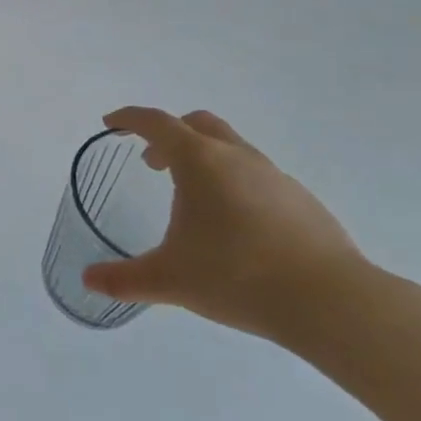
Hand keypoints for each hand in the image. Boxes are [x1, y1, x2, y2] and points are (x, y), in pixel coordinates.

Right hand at [82, 107, 363, 342]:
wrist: (331, 302)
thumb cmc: (237, 276)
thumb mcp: (170, 280)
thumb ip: (125, 278)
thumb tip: (89, 279)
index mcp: (198, 161)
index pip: (155, 123)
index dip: (129, 119)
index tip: (111, 123)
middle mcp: (235, 156)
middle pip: (196, 124)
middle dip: (169, 135)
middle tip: (152, 162)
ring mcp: (274, 175)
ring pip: (231, 147)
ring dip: (204, 158)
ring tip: (194, 198)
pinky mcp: (301, 200)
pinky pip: (257, 175)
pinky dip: (235, 183)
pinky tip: (237, 225)